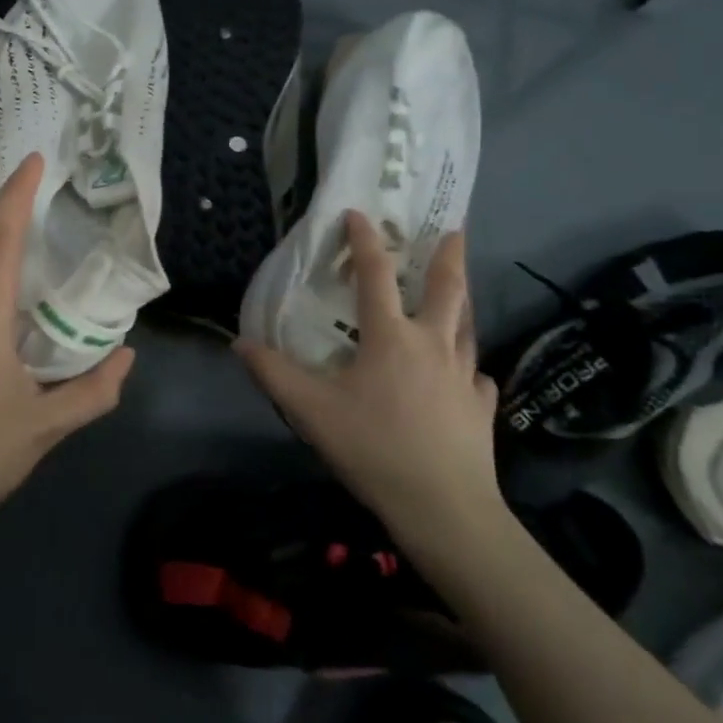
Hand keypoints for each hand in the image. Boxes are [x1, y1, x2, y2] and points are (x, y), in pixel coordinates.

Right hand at [235, 211, 504, 545]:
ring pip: (467, 327)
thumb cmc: (374, 449)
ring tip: (461, 290)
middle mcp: (433, 345)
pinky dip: (470, 368)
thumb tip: (240, 343)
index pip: (376, 275)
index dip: (365, 240)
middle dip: (450, 256)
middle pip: (447, 289)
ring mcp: (464, 376)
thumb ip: (274, 374)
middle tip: (456, 230)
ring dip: (463, 303)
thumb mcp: (312, 412)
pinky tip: (468, 376)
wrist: (445, 509)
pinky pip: (477, 377)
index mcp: (392, 337)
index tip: (359, 214)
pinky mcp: (482, 408)